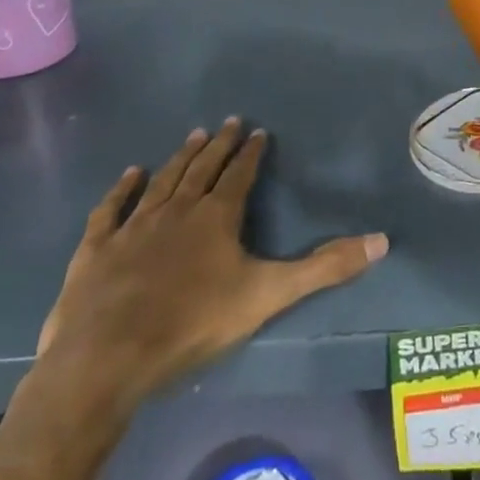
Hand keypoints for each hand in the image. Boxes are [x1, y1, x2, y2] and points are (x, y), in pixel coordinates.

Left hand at [34, 118, 388, 424]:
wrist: (107, 358)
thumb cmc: (192, 323)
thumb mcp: (268, 295)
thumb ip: (324, 268)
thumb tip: (382, 241)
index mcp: (217, 216)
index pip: (240, 174)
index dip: (251, 153)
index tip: (258, 132)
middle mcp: (177, 210)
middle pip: (202, 168)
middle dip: (219, 145)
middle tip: (229, 122)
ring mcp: (134, 227)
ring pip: (162, 181)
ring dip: (180, 157)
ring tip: (194, 135)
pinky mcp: (97, 249)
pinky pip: (111, 209)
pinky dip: (122, 189)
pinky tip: (131, 173)